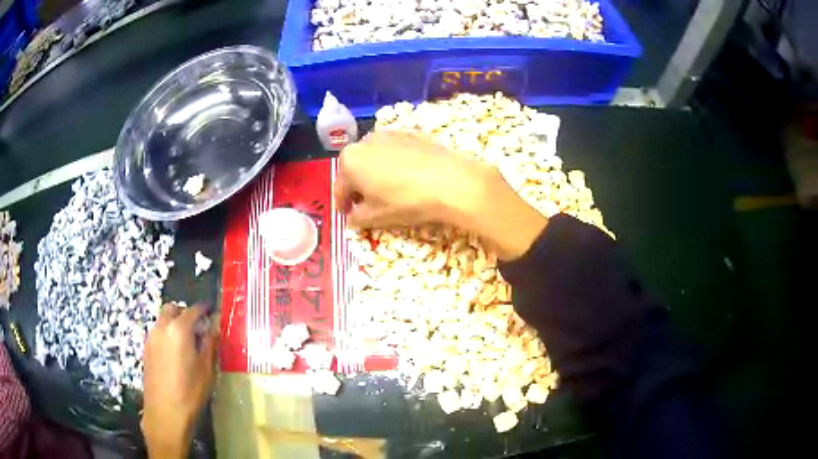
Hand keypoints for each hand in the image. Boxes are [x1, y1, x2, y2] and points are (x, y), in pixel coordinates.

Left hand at [141, 304, 216, 458]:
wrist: (165, 412)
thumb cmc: (190, 391)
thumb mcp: (207, 369)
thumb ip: (210, 344)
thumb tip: (214, 327)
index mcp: (179, 329)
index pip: (193, 310)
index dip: (204, 309)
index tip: (212, 312)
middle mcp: (162, 327)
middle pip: (173, 309)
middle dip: (185, 313)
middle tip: (198, 327)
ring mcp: (151, 338)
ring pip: (163, 320)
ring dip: (174, 323)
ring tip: (187, 342)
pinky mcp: (146, 350)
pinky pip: (157, 333)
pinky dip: (167, 335)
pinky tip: (175, 354)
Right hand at [335, 131, 546, 259]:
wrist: (451, 181)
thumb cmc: (406, 201)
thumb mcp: (376, 217)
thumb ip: (357, 218)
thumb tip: (352, 217)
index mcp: (350, 161)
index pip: (340, 188)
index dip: (342, 204)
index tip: (346, 215)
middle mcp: (365, 142)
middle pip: (355, 169)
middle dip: (358, 187)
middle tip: (366, 204)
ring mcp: (390, 134)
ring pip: (375, 158)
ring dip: (375, 173)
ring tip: (387, 191)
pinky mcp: (411, 134)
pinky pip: (395, 152)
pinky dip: (394, 164)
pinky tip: (406, 178)